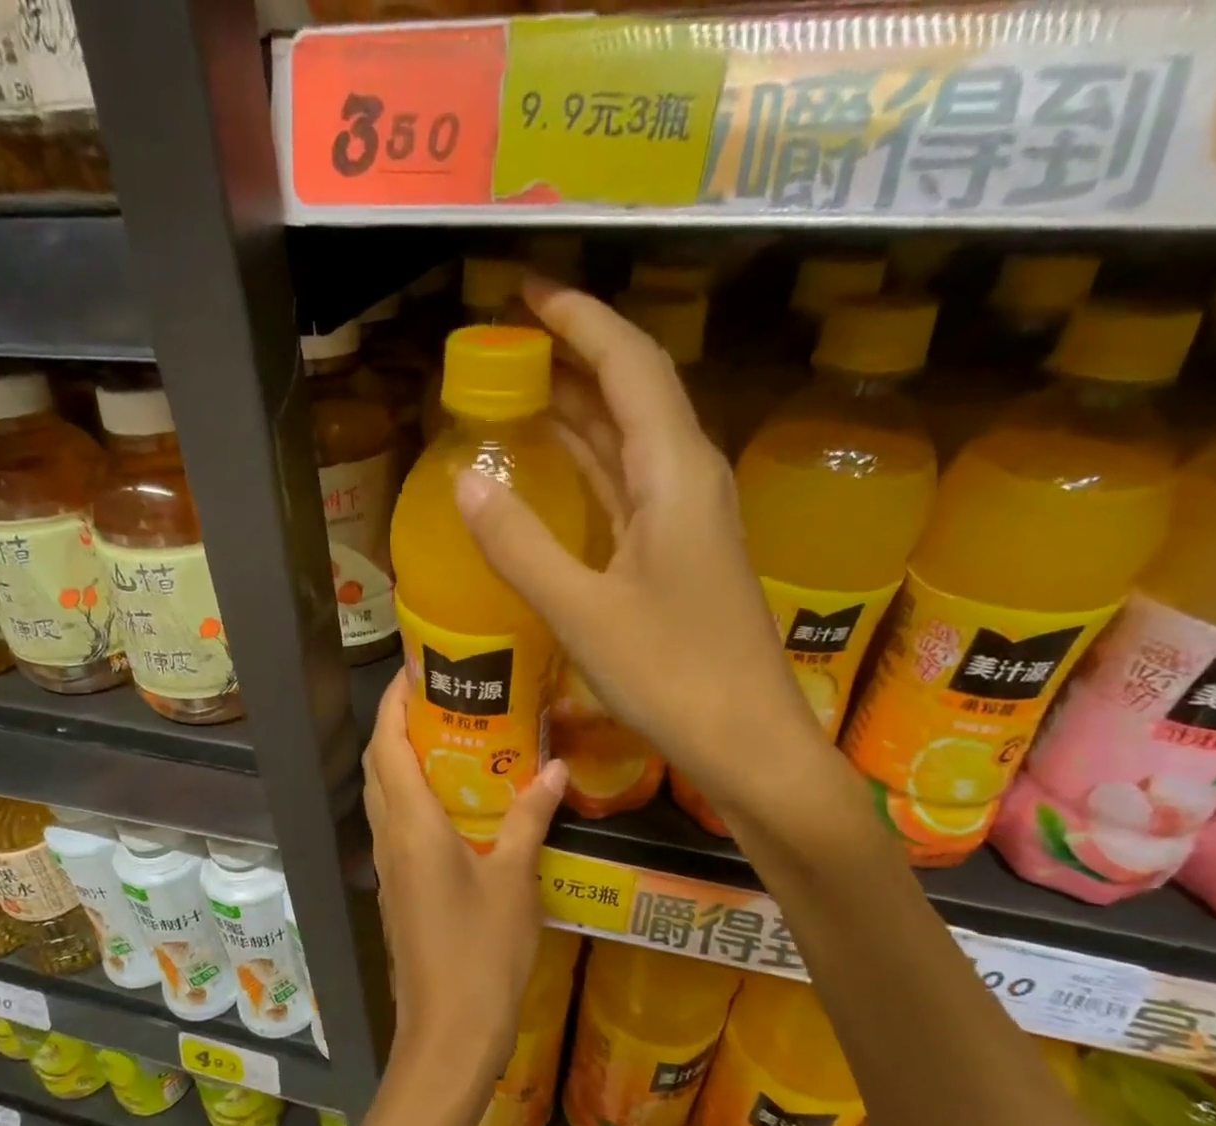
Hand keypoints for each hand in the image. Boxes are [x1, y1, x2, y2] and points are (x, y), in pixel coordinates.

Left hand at [362, 670, 564, 1106]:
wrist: (448, 1031)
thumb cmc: (482, 952)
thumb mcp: (514, 880)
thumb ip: (529, 819)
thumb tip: (555, 768)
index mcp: (412, 824)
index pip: (388, 744)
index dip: (394, 701)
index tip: (416, 667)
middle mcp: (389, 835)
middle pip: (378, 763)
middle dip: (398, 723)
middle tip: (443, 697)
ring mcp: (388, 864)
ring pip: (383, 793)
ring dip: (401, 758)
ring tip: (448, 735)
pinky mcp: (396, 886)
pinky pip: (394, 822)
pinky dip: (410, 794)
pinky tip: (451, 799)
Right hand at [453, 277, 848, 841]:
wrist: (748, 742)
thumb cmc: (673, 676)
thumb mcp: (582, 612)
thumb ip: (521, 545)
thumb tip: (467, 481)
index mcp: (675, 473)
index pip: (629, 364)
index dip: (578, 321)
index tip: (524, 294)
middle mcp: (688, 480)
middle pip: (631, 393)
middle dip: (572, 358)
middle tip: (506, 346)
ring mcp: (687, 520)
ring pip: (629, 443)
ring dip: (578, 414)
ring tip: (517, 395)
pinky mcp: (680, 556)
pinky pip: (627, 490)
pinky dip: (588, 471)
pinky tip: (554, 473)